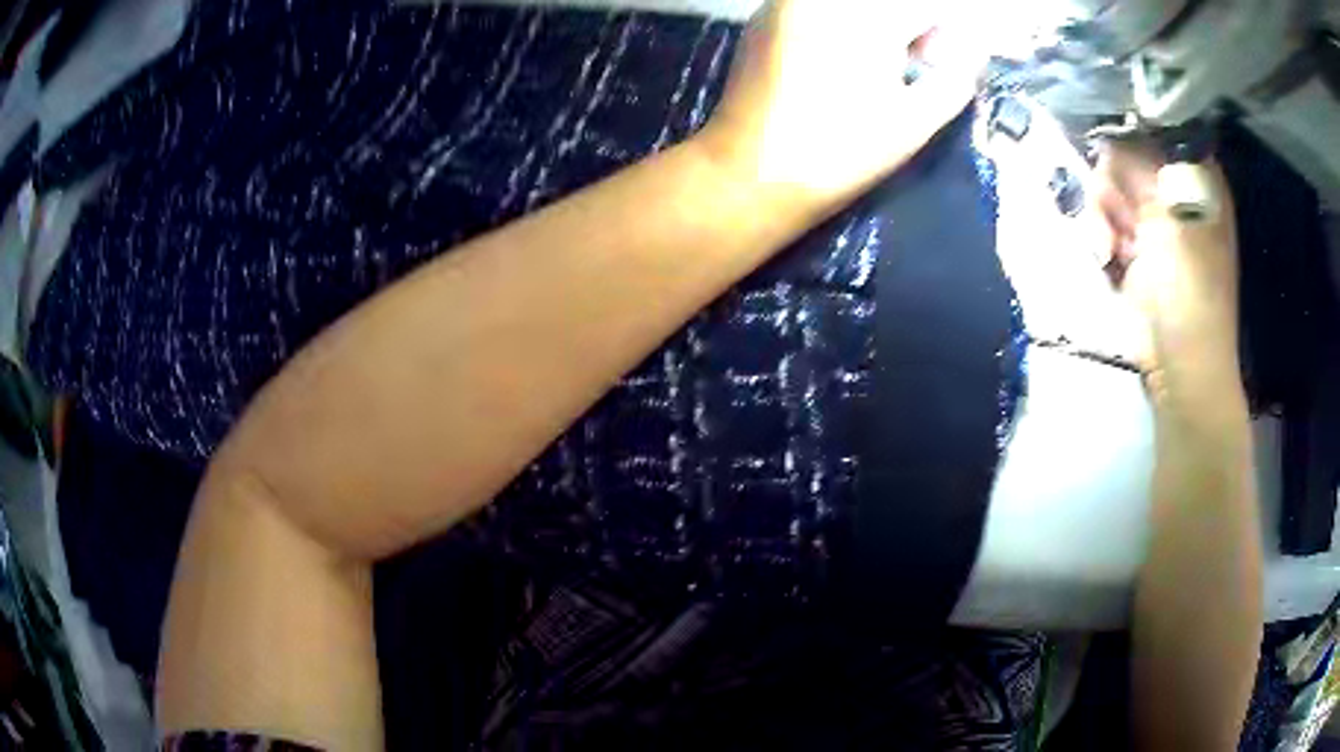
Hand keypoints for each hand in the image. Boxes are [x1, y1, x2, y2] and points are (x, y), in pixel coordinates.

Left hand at [697, 0, 984, 216]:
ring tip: (871, 66)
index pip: (926, 7)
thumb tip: (968, 56)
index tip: (935, 67)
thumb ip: (953, 82)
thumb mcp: (913, 123)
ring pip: (851, 3)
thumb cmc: (839, 151)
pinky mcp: (763, 17)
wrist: (749, 172)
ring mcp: (786, 2)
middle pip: (887, 2)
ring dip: (875, 24)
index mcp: (866, 17)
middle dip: (908, 26)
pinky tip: (832, 61)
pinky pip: (816, 7)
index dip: (942, 37)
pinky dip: (838, 23)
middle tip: (908, 66)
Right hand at [1094, 142, 1241, 402]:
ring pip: (1107, 186)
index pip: (1154, 127)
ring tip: (1110, 248)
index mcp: (1195, 176)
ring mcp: (1152, 220)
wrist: (1178, 366)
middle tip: (1120, 217)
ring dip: (1101, 215)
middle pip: (1123, 154)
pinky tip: (1107, 257)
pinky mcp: (1132, 245)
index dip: (1129, 133)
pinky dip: (1098, 235)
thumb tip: (1106, 127)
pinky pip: (1102, 218)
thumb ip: (1139, 163)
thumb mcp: (1170, 216)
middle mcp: (1173, 190)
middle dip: (1111, 183)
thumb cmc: (1190, 292)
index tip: (1118, 159)